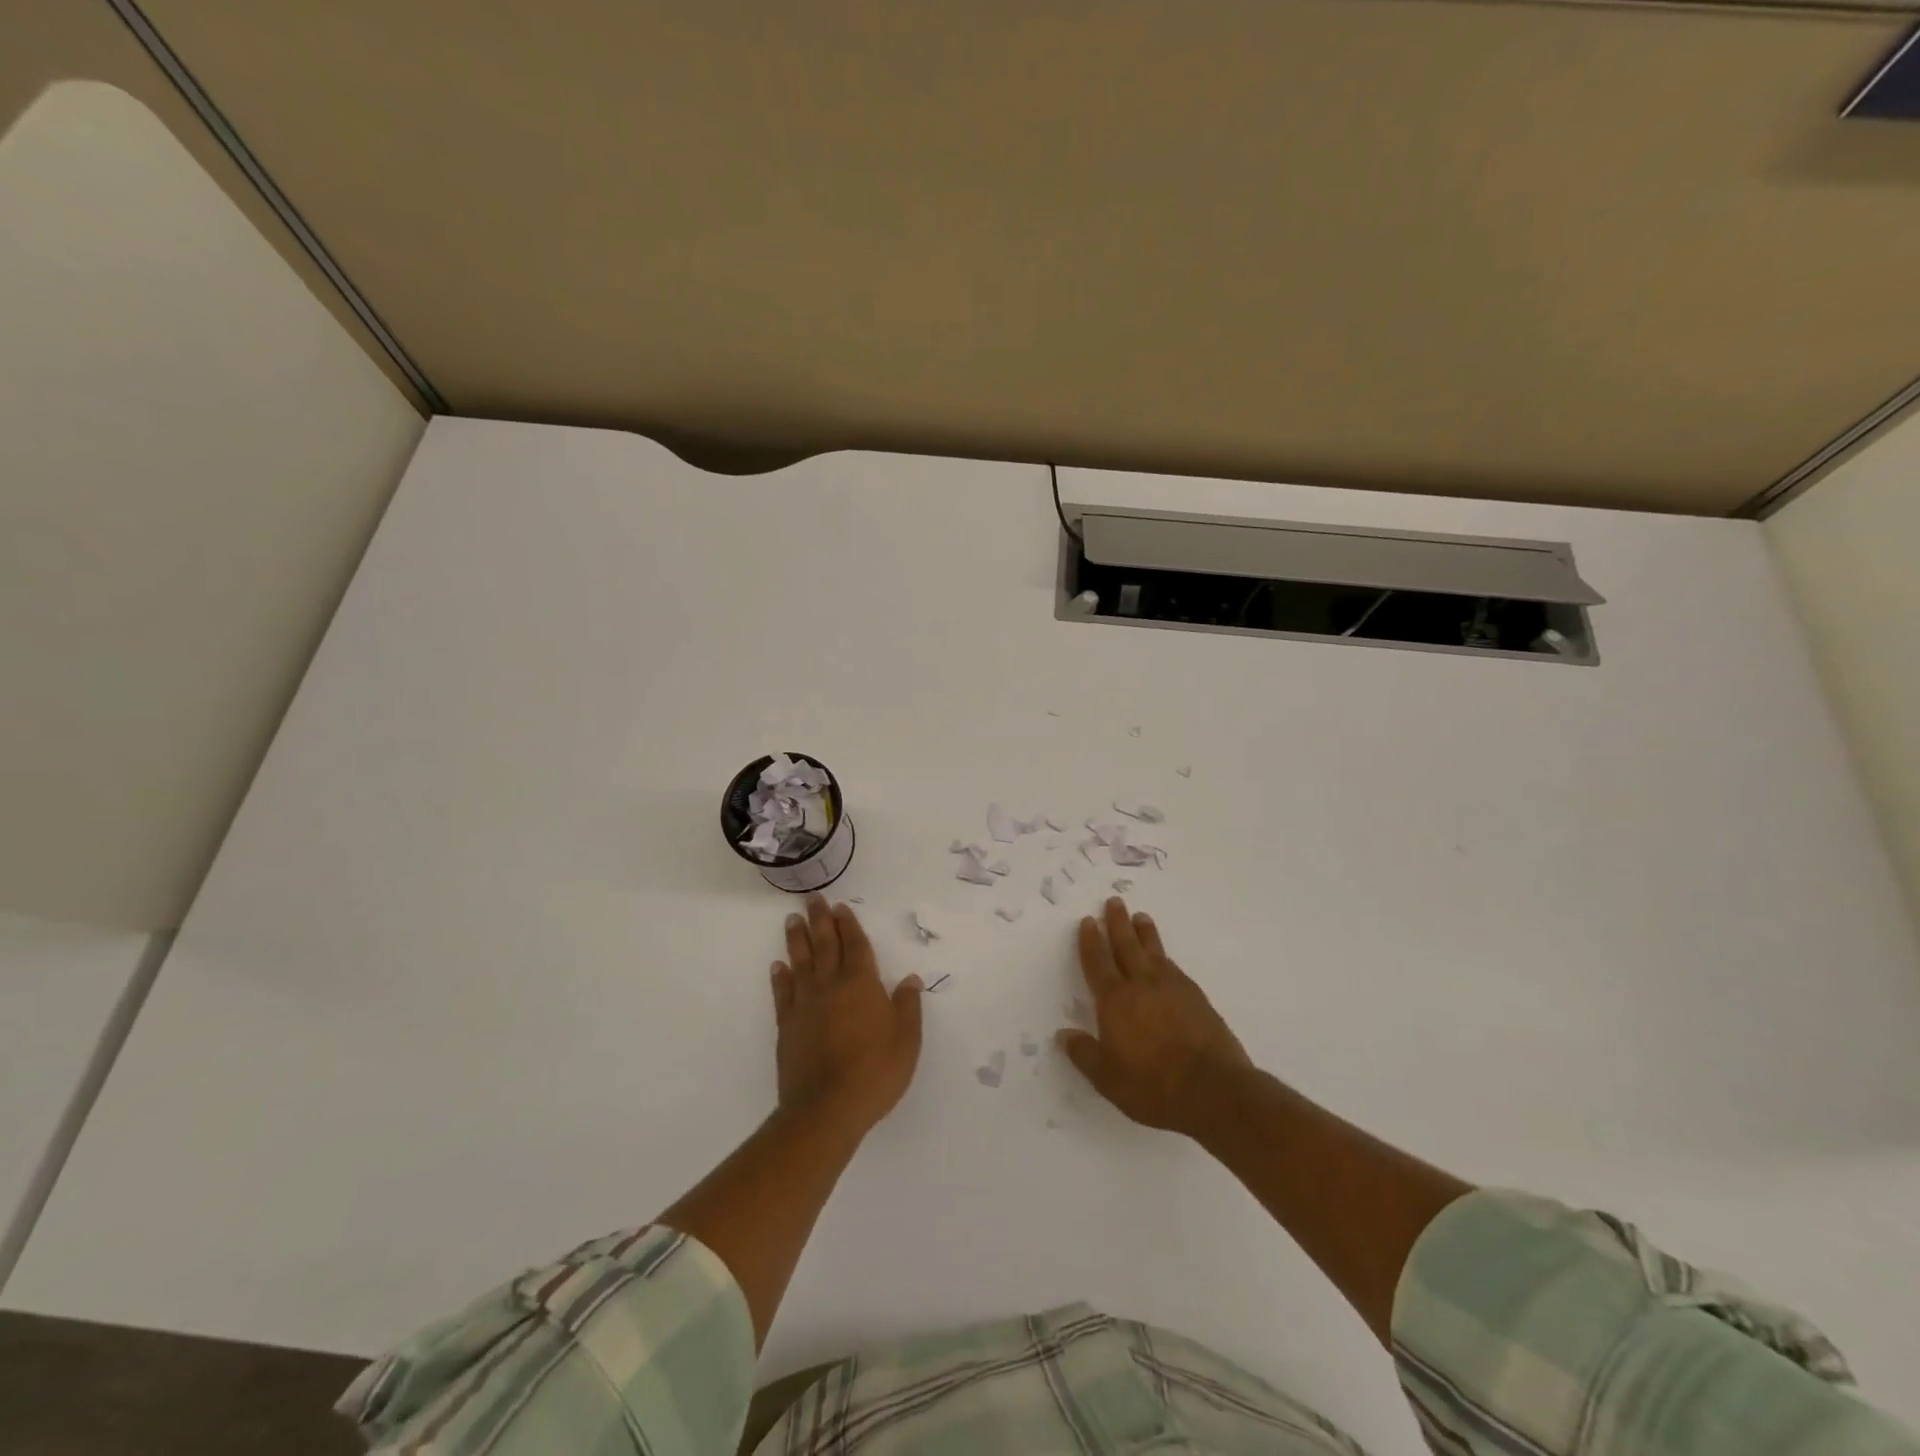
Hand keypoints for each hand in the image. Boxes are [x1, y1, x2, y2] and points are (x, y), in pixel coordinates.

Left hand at [772, 896, 922, 1133]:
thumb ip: (907, 1006)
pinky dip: (780, 976)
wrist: (826, 1109)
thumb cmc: (875, 1071)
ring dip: (797, 939)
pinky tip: (778, 966)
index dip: (848, 925)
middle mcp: (831, 985)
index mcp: (861, 983)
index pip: (854, 945)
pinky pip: (783, 993)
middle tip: (812, 899)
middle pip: (824, 945)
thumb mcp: (907, 1040)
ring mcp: (805, 1004)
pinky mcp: (787, 1026)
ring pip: (800, 962)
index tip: (840, 907)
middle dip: (820, 920)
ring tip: (792, 920)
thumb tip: (909, 979)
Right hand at [1056, 897, 1251, 1135]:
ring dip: (1144, 932)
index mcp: (1115, 1001)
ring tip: (1140, 917)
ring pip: (1153, 951)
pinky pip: (1174, 967)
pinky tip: (1164, 957)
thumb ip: (1084, 1054)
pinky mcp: (1196, 997)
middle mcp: (1141, 985)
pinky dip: (1164, 956)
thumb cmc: (1152, 1086)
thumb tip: (1064, 1035)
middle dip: (1117, 923)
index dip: (1090, 941)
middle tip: (1114, 901)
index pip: (1098, 962)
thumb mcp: (1108, 1078)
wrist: (1213, 1089)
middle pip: (1126, 946)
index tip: (1088, 921)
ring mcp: (1172, 988)